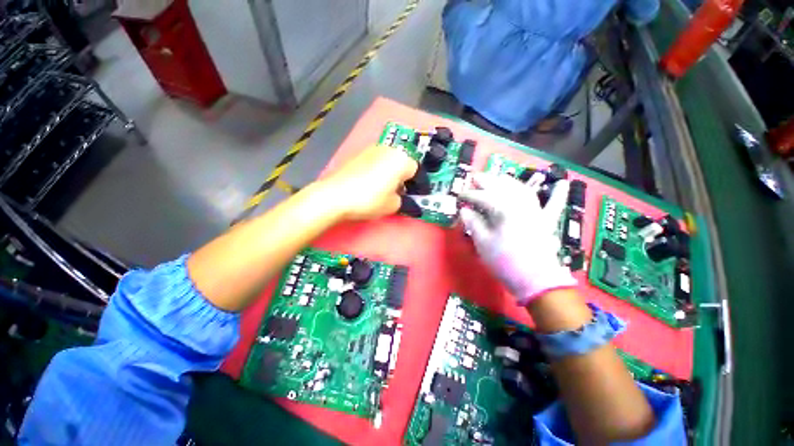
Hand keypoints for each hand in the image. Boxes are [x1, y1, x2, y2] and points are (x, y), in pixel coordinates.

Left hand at [320, 144, 417, 220]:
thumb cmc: (369, 199)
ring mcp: (372, 149)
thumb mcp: (393, 205)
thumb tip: (399, 195)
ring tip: (384, 187)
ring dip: (390, 171)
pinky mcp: (359, 153)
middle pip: (403, 162)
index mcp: (402, 159)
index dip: (416, 184)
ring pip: (389, 160)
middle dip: (403, 175)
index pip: (417, 170)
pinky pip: (376, 160)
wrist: (336, 195)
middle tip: (398, 191)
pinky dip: (378, 169)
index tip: (412, 194)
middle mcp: (389, 149)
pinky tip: (370, 182)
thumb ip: (402, 199)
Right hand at [459, 172, 576, 304]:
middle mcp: (520, 204)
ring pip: (523, 189)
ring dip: (510, 181)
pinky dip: (558, 194)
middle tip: (474, 178)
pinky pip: (554, 205)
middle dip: (486, 181)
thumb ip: (473, 223)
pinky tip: (561, 183)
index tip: (458, 196)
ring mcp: (535, 211)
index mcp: (502, 210)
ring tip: (498, 177)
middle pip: (501, 187)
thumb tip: (465, 210)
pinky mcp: (546, 221)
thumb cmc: (504, 261)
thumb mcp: (482, 243)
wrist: (535, 280)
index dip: (468, 195)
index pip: (482, 197)